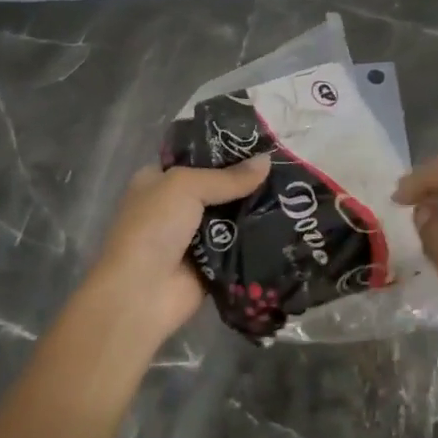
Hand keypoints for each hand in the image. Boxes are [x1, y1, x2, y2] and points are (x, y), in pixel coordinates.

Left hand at [83, 156, 271, 347]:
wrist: (141, 293)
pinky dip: (258, 239)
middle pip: (220, 187)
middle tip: (286, 169)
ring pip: (232, 216)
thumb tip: (268, 161)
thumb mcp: (185, 187)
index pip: (197, 158)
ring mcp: (194, 236)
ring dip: (257, 209)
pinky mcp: (212, 263)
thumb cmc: (154, 228)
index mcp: (159, 180)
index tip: (263, 144)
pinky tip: (289, 225)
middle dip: (248, 181)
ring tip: (295, 194)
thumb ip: (227, 177)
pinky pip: (240, 245)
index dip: (227, 150)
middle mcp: (175, 206)